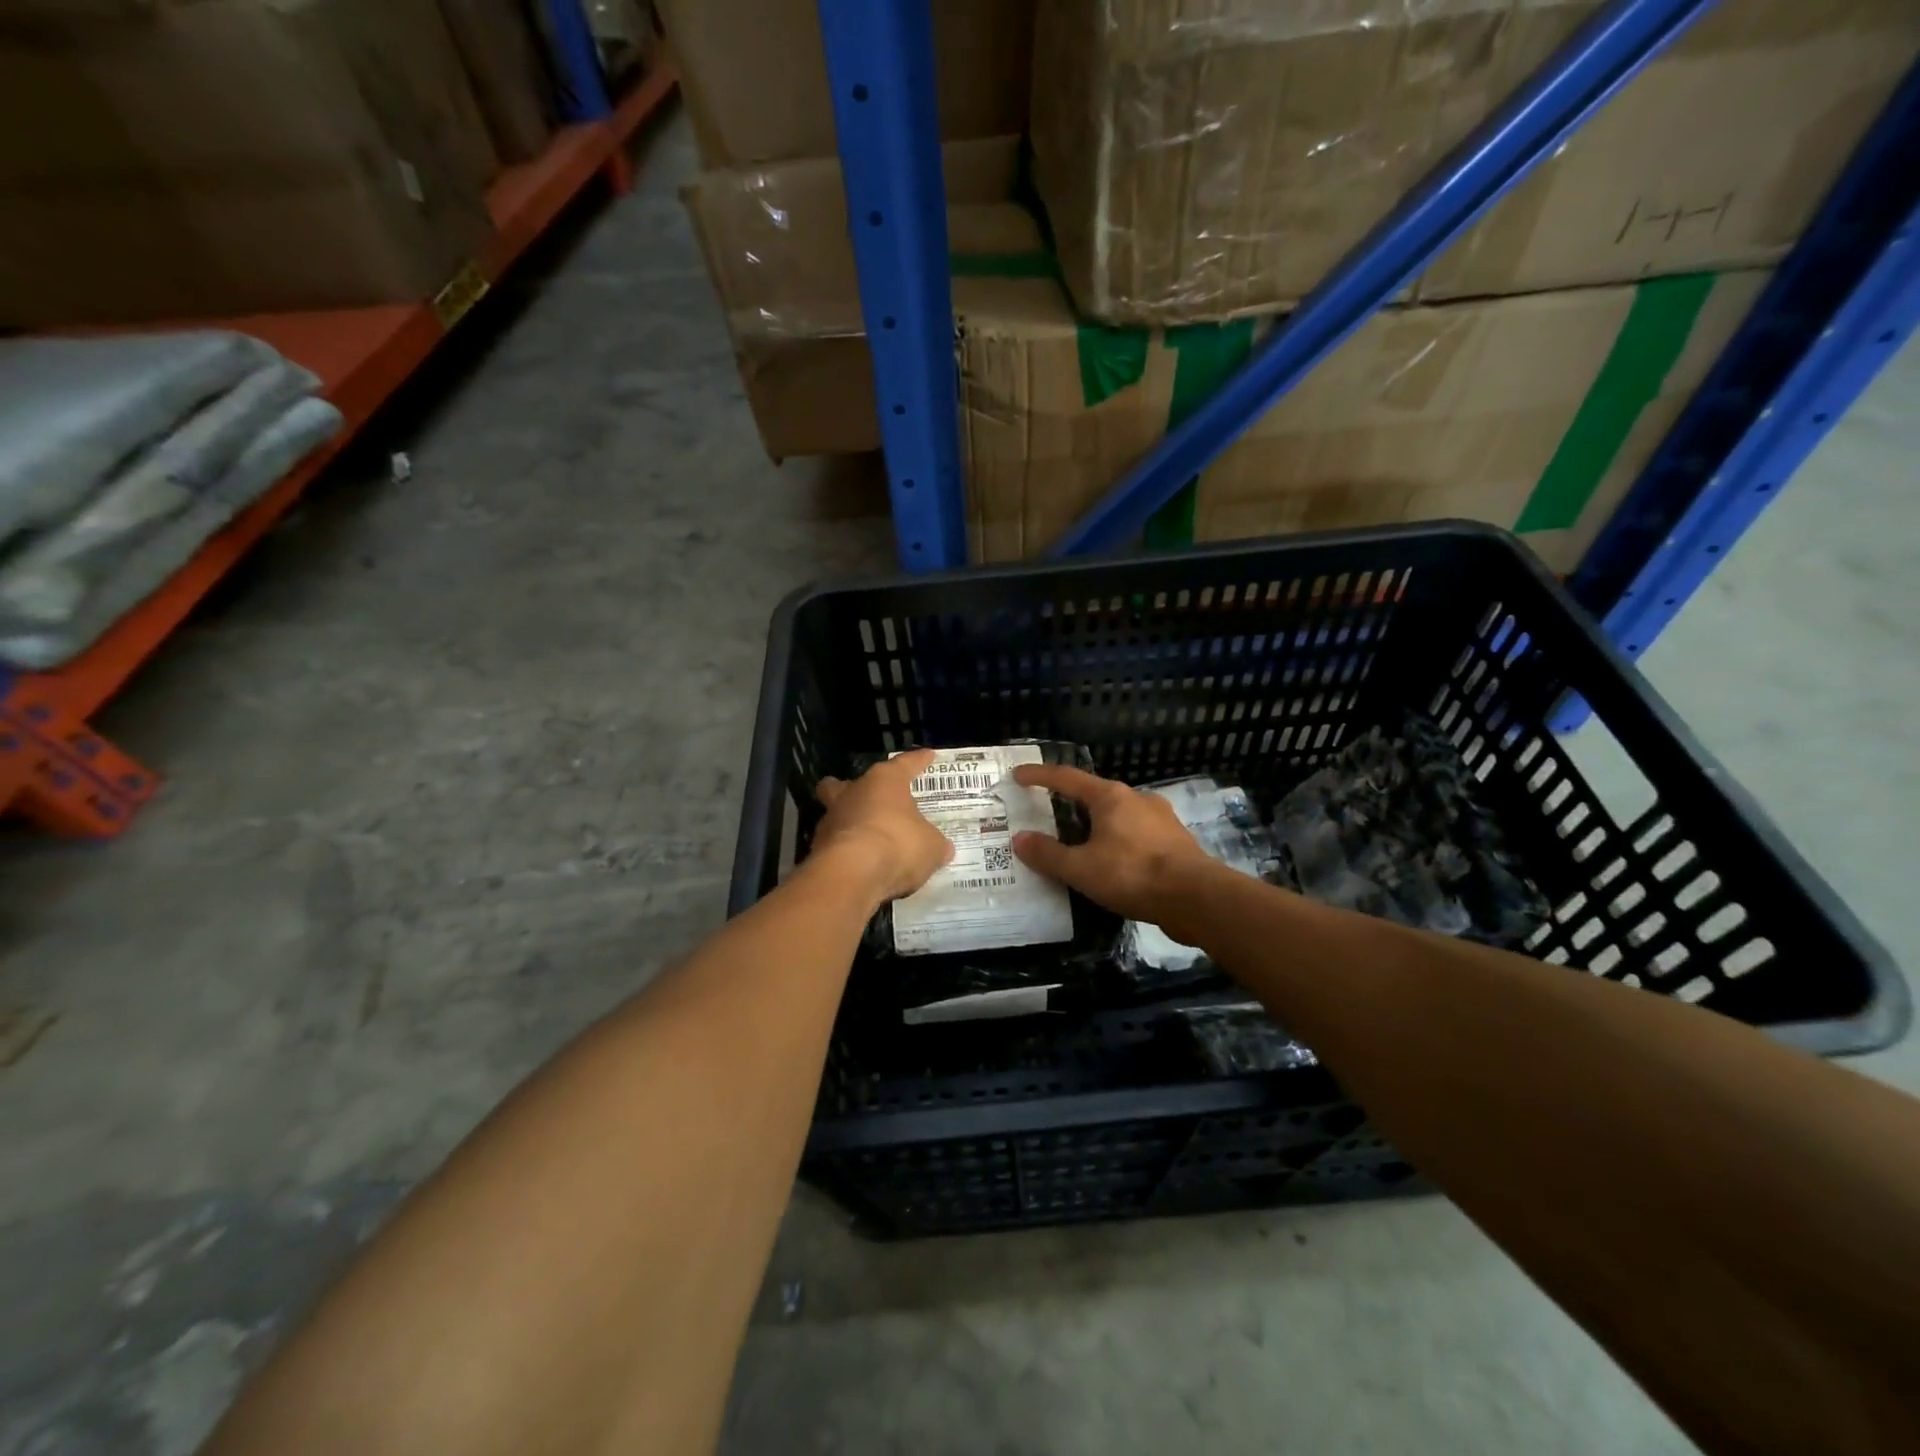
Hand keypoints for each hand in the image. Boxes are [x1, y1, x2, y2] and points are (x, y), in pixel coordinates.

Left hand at [813, 749, 953, 903]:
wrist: (851, 875)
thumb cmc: (897, 845)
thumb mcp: (931, 847)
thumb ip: (935, 843)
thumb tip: (942, 848)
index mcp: (884, 781)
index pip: (905, 764)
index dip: (918, 761)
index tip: (928, 756)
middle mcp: (853, 793)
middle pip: (848, 783)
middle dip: (857, 789)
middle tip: (871, 799)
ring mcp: (831, 820)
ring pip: (837, 813)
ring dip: (851, 823)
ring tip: (870, 840)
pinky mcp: (818, 848)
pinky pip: (836, 844)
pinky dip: (847, 851)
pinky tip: (861, 865)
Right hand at [1010, 764, 1214, 924]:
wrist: (1196, 898)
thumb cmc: (1133, 874)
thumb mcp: (1081, 868)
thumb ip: (1048, 854)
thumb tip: (1020, 839)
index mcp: (1111, 797)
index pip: (1066, 778)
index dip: (1039, 776)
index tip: (1018, 775)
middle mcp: (1137, 799)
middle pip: (1095, 795)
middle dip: (1070, 804)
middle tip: (1049, 815)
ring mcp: (1161, 819)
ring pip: (1119, 816)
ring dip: (1097, 825)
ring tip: (1080, 844)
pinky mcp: (1176, 842)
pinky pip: (1137, 835)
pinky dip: (1118, 843)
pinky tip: (1114, 863)